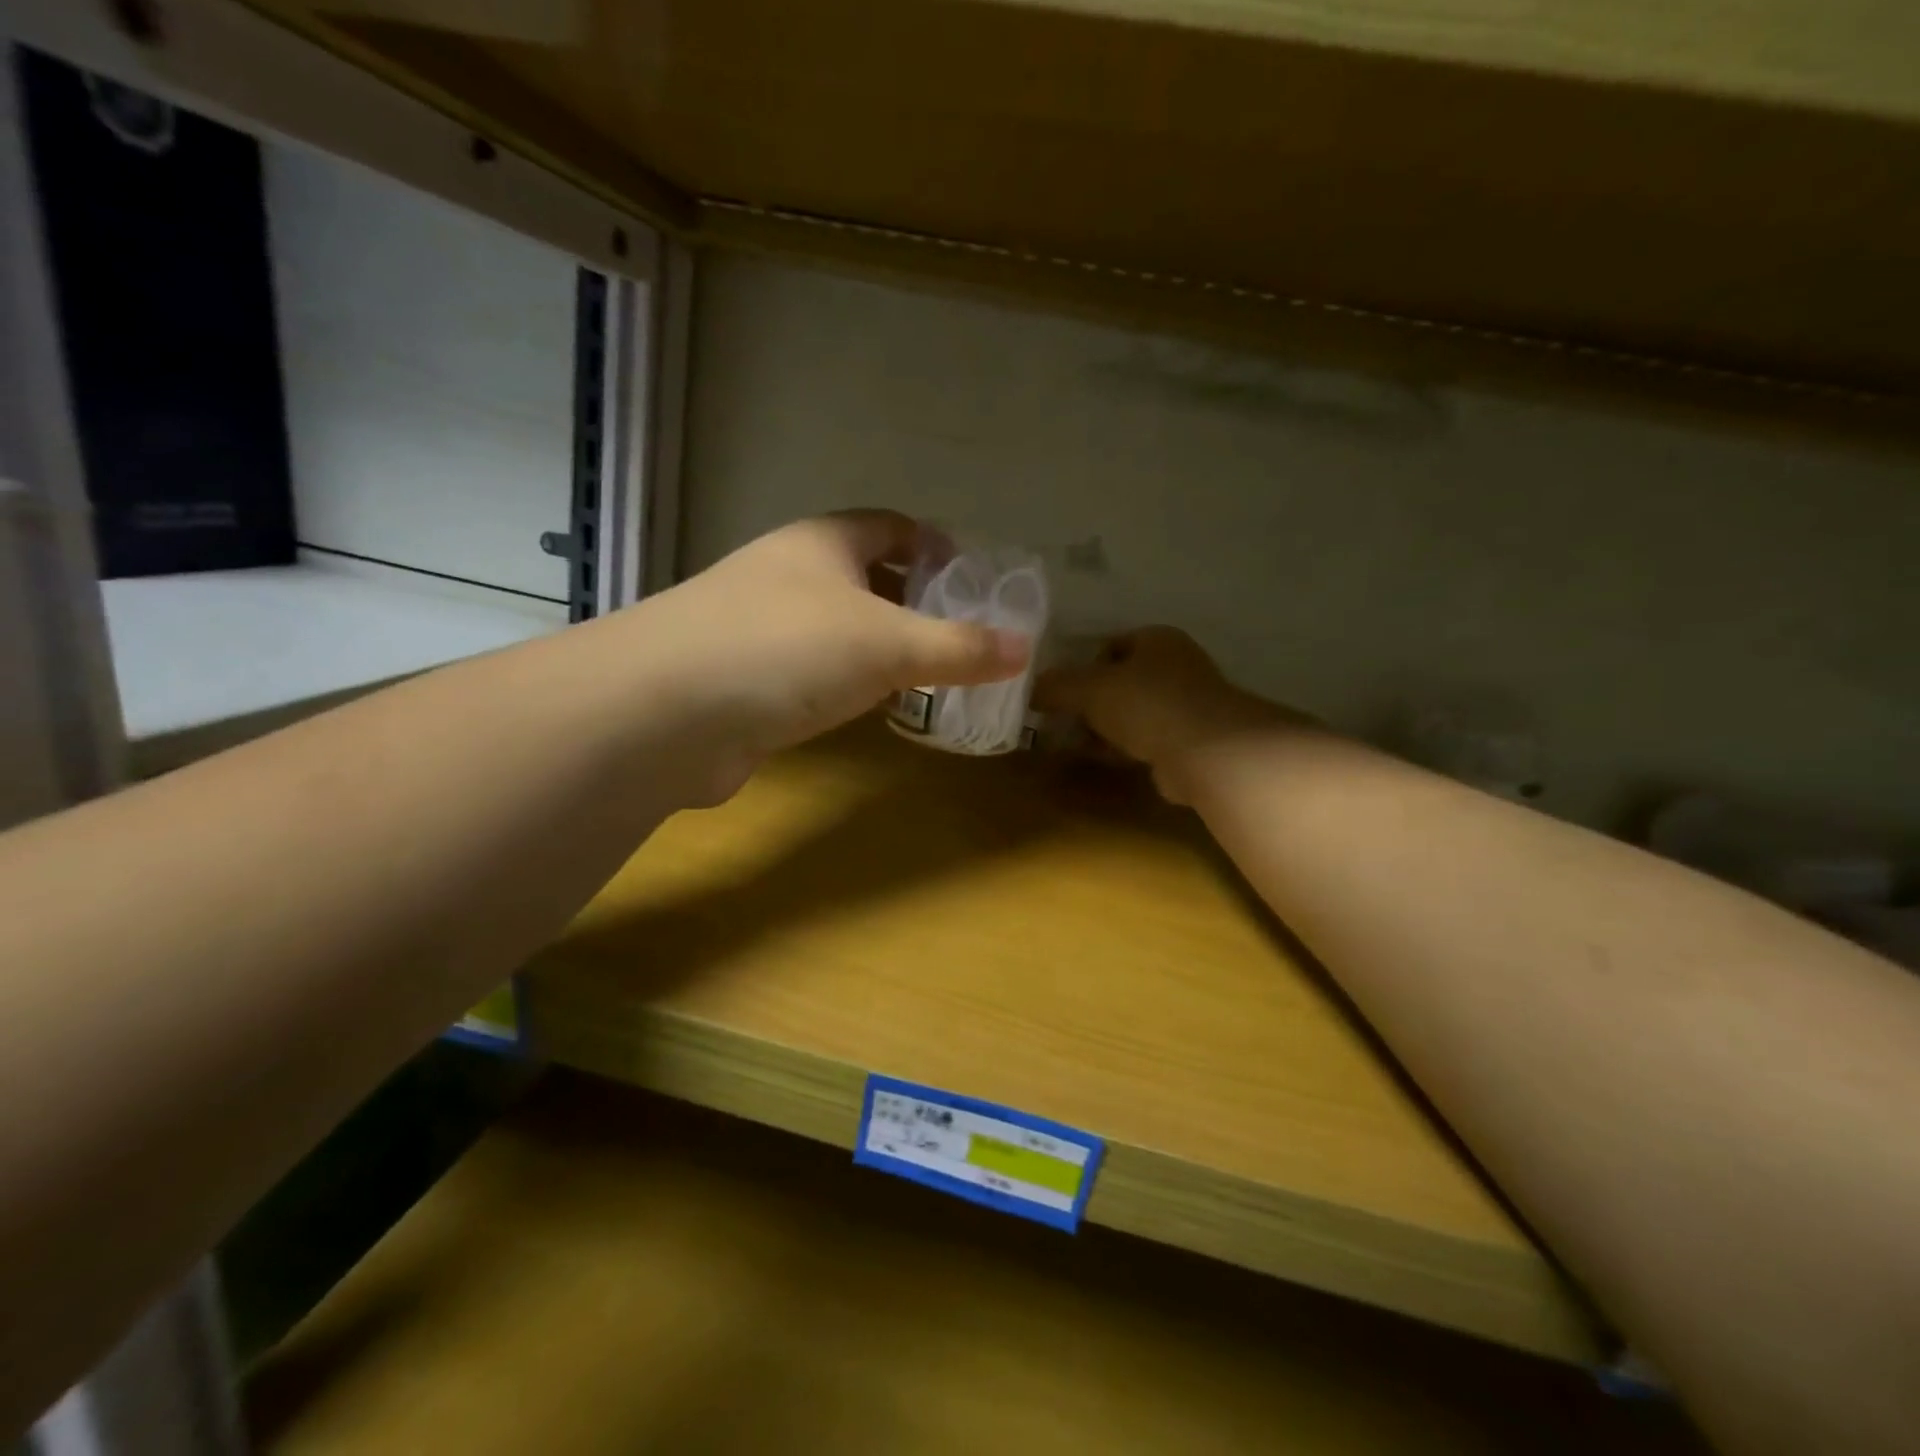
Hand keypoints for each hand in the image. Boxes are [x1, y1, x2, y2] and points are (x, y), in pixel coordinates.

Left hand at [635, 511, 1029, 799]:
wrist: (664, 713)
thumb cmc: (785, 650)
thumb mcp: (887, 644)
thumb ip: (958, 648)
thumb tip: (1026, 649)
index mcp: (821, 544)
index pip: (889, 526)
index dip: (934, 544)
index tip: (973, 576)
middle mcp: (786, 576)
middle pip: (863, 577)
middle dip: (912, 601)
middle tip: (961, 634)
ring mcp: (758, 628)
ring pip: (836, 628)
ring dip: (879, 648)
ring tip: (928, 675)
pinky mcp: (743, 681)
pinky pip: (811, 672)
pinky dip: (846, 685)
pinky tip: (870, 710)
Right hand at [1036, 627, 1293, 803]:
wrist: (1207, 752)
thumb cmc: (1147, 704)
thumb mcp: (1090, 689)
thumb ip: (1056, 686)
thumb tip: (1031, 688)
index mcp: (1157, 639)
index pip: (1111, 644)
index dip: (1083, 665)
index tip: (1063, 691)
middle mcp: (1176, 665)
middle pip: (1121, 680)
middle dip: (1092, 701)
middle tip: (1065, 720)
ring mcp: (1187, 703)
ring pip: (1132, 712)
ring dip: (1106, 727)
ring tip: (1078, 742)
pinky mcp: (1190, 739)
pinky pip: (1146, 738)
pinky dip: (1124, 747)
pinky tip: (1105, 758)